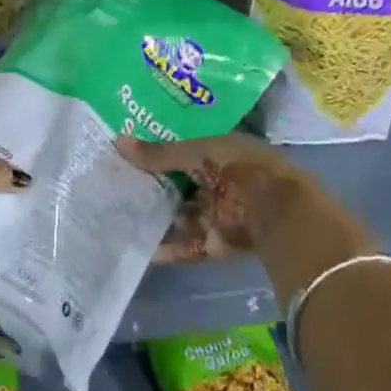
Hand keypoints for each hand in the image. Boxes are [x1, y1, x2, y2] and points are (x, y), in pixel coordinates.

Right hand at [116, 131, 309, 262]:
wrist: (277, 212)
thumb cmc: (238, 168)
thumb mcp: (196, 153)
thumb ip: (158, 154)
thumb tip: (118, 142)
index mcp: (219, 152)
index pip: (182, 150)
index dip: (156, 151)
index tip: (125, 153)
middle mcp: (218, 181)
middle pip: (179, 184)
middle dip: (152, 186)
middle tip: (113, 184)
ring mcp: (217, 213)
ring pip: (180, 215)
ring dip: (156, 217)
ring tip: (118, 216)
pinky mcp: (216, 243)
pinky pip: (187, 245)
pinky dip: (167, 249)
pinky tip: (140, 249)